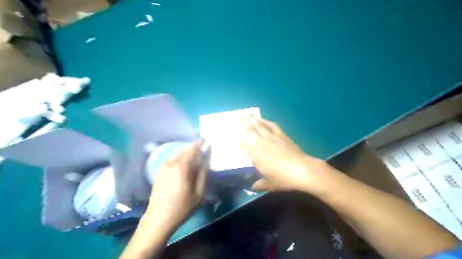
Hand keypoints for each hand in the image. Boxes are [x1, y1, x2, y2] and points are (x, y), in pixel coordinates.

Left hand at [145, 140, 209, 229]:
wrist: (158, 219)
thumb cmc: (182, 207)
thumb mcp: (199, 192)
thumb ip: (203, 173)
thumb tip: (206, 160)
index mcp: (181, 167)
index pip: (193, 149)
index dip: (201, 144)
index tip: (207, 141)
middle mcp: (171, 163)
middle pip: (185, 151)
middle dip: (195, 149)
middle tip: (203, 150)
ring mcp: (163, 167)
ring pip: (178, 155)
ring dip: (188, 154)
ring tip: (196, 158)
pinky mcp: (159, 172)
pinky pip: (173, 160)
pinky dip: (181, 159)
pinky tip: (185, 165)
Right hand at [238, 115, 336, 193]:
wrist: (302, 170)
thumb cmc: (283, 178)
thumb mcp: (269, 184)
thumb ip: (259, 184)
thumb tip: (252, 188)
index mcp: (255, 155)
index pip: (243, 146)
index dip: (237, 142)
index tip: (233, 138)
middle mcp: (261, 144)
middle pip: (249, 132)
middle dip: (241, 124)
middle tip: (235, 117)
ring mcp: (271, 137)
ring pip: (259, 126)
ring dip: (252, 119)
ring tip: (246, 114)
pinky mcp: (281, 135)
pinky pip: (271, 125)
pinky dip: (266, 121)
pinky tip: (263, 119)